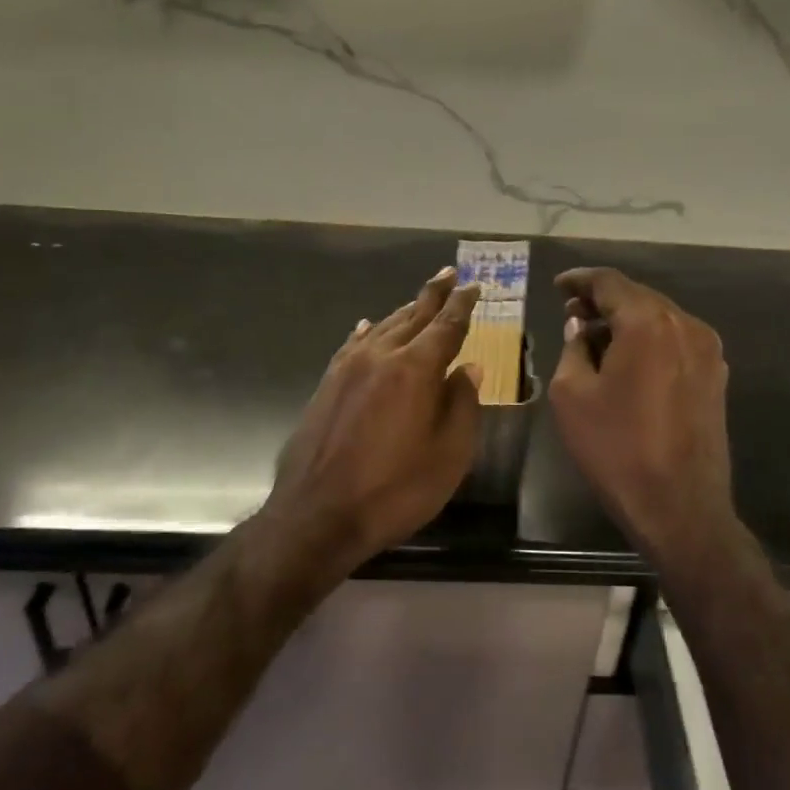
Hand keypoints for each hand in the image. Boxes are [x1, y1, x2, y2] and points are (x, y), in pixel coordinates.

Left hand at [265, 268, 483, 570]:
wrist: (317, 514)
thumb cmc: (395, 489)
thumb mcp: (449, 455)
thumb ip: (462, 405)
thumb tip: (469, 368)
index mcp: (415, 369)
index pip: (446, 326)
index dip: (462, 305)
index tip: (472, 285)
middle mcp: (381, 356)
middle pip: (413, 316)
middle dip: (433, 295)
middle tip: (448, 275)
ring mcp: (348, 368)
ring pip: (383, 327)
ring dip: (404, 311)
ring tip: (419, 300)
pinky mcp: (327, 384)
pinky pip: (353, 345)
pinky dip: (367, 331)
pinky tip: (368, 327)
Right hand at [549, 268, 735, 559]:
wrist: (681, 507)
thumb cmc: (617, 449)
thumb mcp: (572, 395)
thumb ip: (574, 348)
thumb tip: (582, 328)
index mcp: (648, 323)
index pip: (610, 282)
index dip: (580, 280)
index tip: (559, 286)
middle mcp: (685, 325)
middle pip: (638, 296)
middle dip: (603, 301)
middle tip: (572, 314)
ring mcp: (707, 350)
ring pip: (659, 318)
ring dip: (627, 321)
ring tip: (596, 338)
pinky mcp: (716, 375)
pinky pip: (676, 341)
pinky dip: (649, 340)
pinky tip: (628, 360)